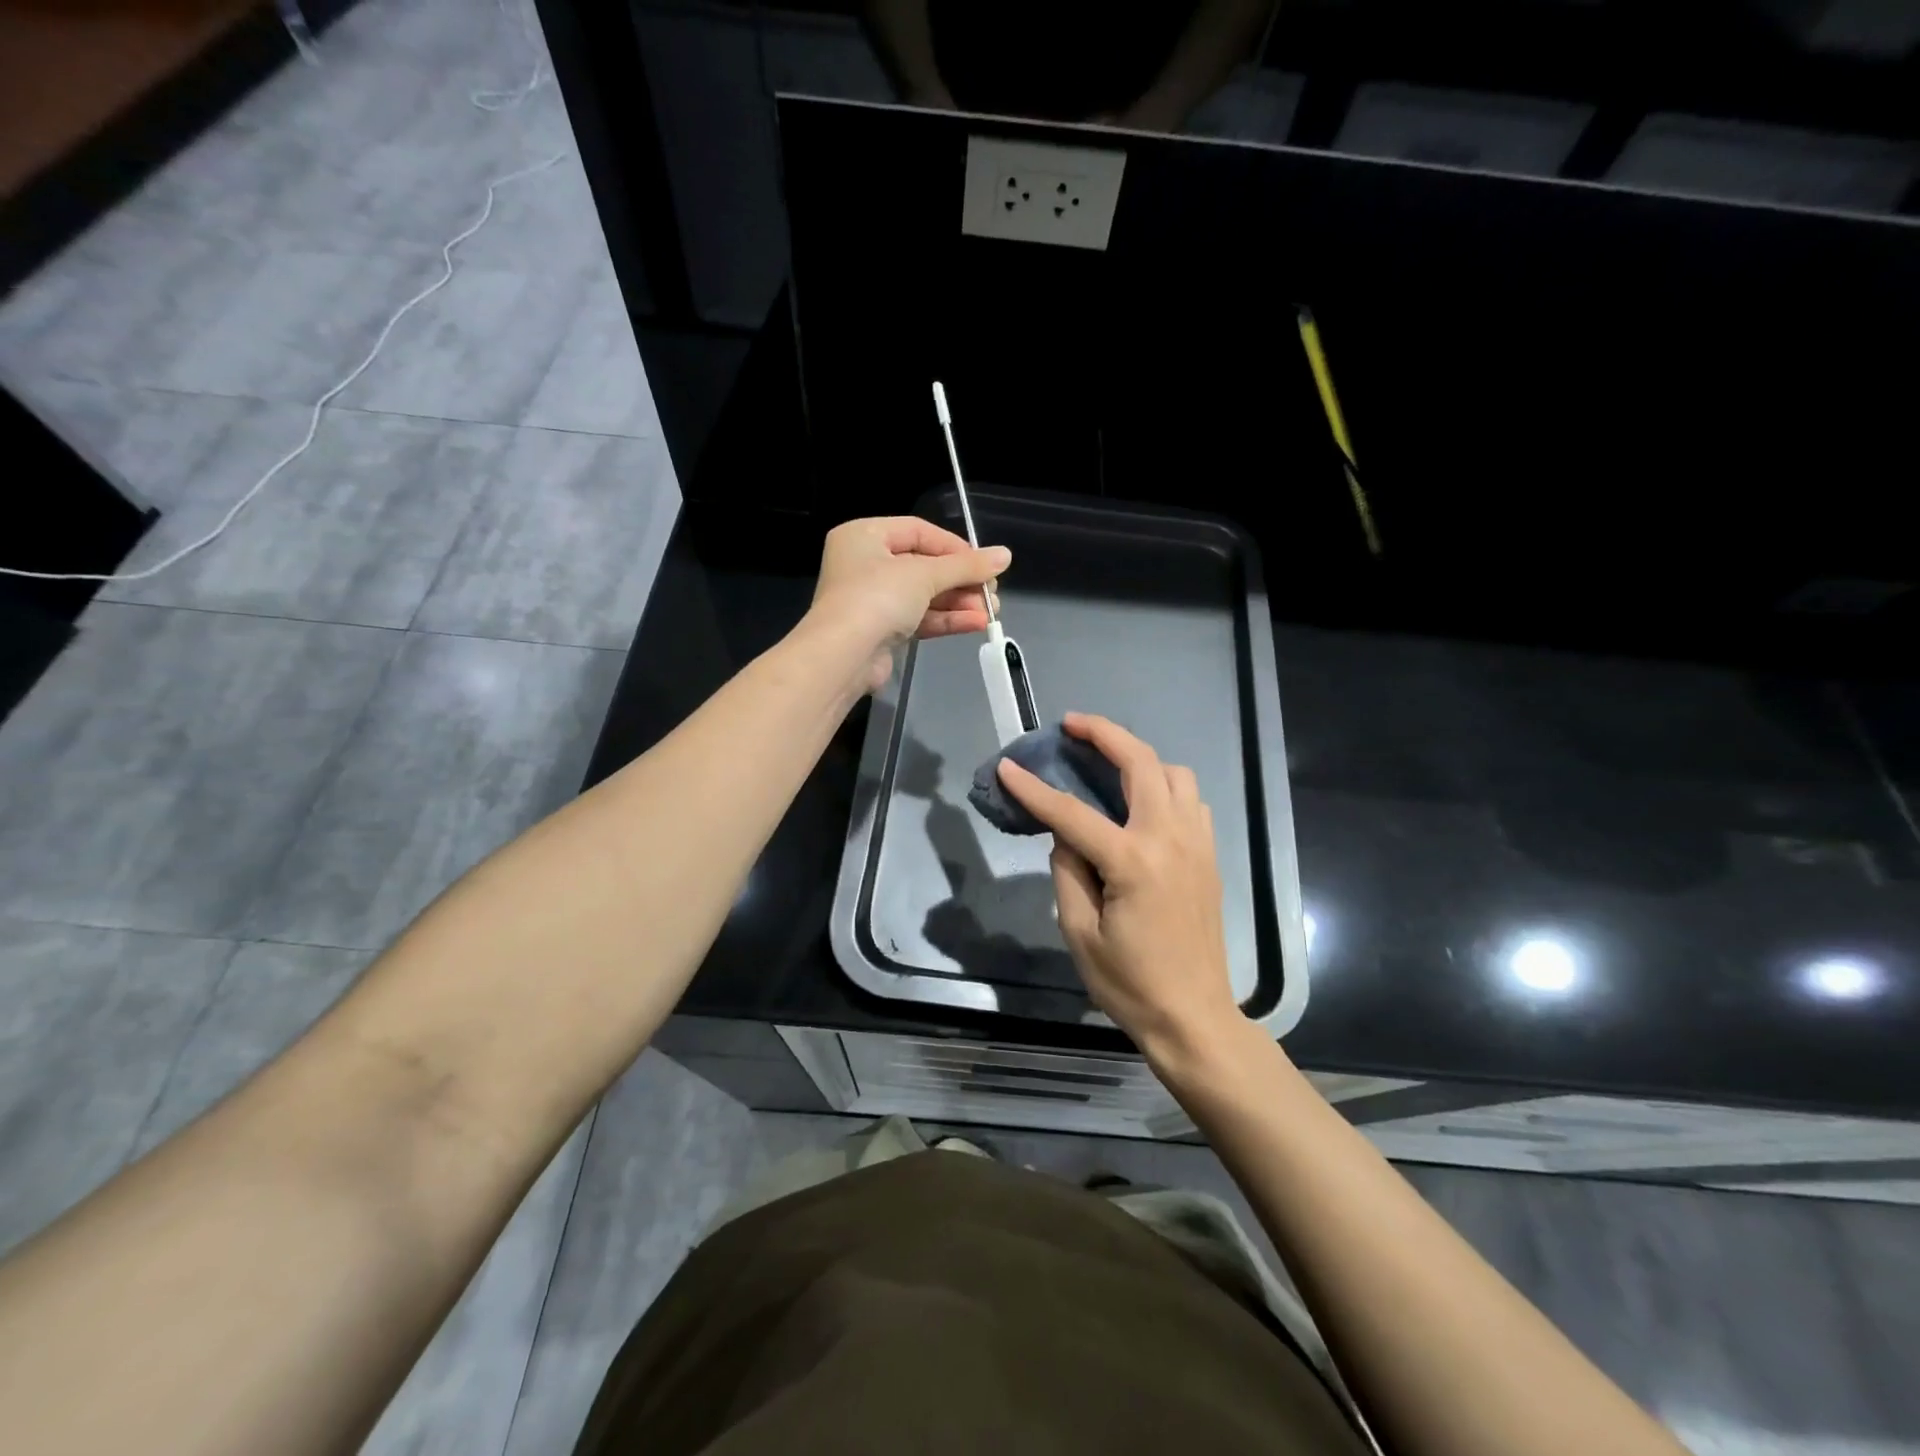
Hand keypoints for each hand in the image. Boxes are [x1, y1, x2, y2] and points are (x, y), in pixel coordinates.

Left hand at [808, 516, 1009, 692]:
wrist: (842, 657)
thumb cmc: (877, 598)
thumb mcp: (925, 575)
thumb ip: (966, 566)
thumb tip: (1005, 555)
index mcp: (865, 536)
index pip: (918, 531)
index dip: (954, 546)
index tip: (985, 562)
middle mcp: (865, 564)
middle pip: (924, 566)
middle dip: (961, 581)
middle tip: (991, 592)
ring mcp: (872, 600)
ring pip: (924, 596)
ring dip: (958, 603)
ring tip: (992, 612)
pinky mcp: (881, 631)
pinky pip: (919, 619)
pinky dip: (946, 620)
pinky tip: (976, 624)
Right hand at [996, 713, 1239, 1058]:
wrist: (1194, 1016)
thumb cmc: (1130, 983)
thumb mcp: (1079, 933)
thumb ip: (1067, 872)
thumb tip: (1067, 837)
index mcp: (1132, 861)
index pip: (1072, 812)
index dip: (1034, 788)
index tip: (1008, 766)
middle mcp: (1169, 839)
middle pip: (1141, 762)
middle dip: (1104, 733)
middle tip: (1072, 725)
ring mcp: (1196, 844)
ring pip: (1175, 774)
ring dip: (1140, 758)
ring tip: (1108, 765)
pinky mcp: (1208, 856)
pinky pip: (1191, 800)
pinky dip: (1165, 786)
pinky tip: (1142, 804)